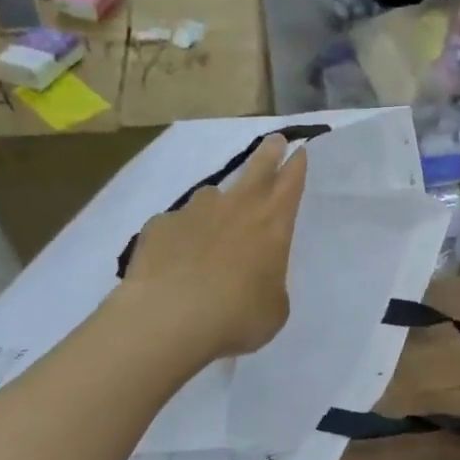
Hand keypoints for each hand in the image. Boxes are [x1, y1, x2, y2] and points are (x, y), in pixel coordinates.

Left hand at [117, 134, 308, 360]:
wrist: (169, 318)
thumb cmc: (237, 315)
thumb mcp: (273, 308)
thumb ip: (269, 284)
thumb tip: (256, 279)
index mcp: (272, 224)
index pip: (291, 183)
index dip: (297, 165)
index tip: (300, 150)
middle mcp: (236, 207)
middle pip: (257, 168)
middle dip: (269, 153)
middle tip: (274, 141)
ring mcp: (194, 212)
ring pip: (211, 196)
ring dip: (218, 204)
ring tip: (212, 228)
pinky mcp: (160, 225)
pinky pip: (176, 225)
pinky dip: (180, 235)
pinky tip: (174, 259)